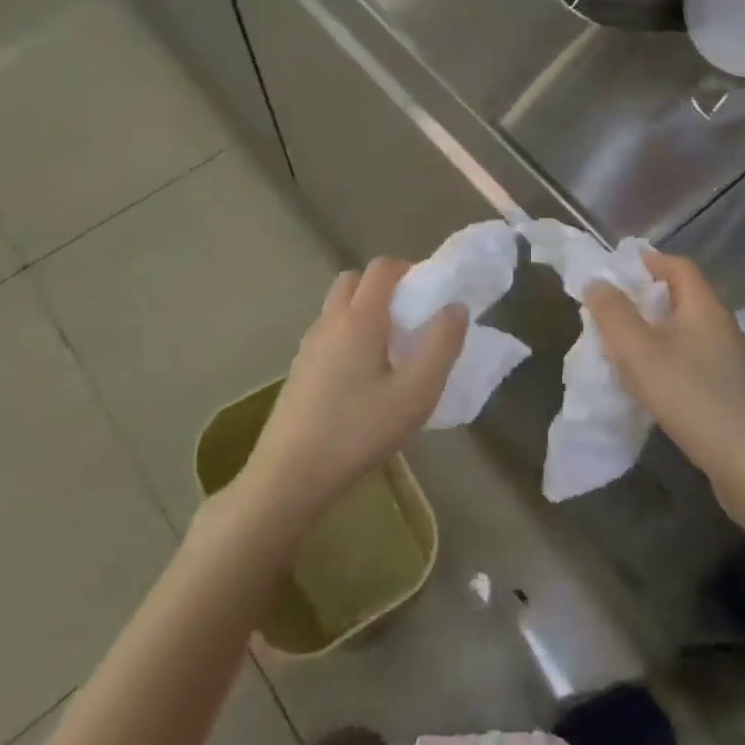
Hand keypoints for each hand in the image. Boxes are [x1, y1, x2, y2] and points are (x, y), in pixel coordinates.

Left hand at [237, 258, 467, 527]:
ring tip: (392, 351)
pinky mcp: (299, 370)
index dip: (409, 269)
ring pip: (339, 308)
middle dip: (384, 287)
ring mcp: (309, 346)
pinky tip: (364, 379)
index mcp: (359, 318)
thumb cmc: (359, 431)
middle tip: (411, 319)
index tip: (431, 293)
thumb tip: (455, 307)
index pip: (382, 267)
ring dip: (365, 312)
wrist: (290, 476)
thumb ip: (441, 345)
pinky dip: (349, 336)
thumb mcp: (416, 393)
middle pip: (355, 280)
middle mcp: (330, 321)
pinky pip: (329, 334)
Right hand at [583, 251, 744, 511]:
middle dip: (642, 299)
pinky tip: (649, 382)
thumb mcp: (641, 353)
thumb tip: (597, 282)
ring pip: (684, 330)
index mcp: (705, 308)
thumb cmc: (692, 398)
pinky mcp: (729, 389)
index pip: (678, 266)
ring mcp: (728, 360)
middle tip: (608, 312)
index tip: (614, 272)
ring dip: (652, 331)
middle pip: (680, 297)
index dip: (646, 262)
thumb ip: (614, 314)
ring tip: (621, 347)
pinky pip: (691, 358)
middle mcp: (721, 326)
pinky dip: (665, 358)